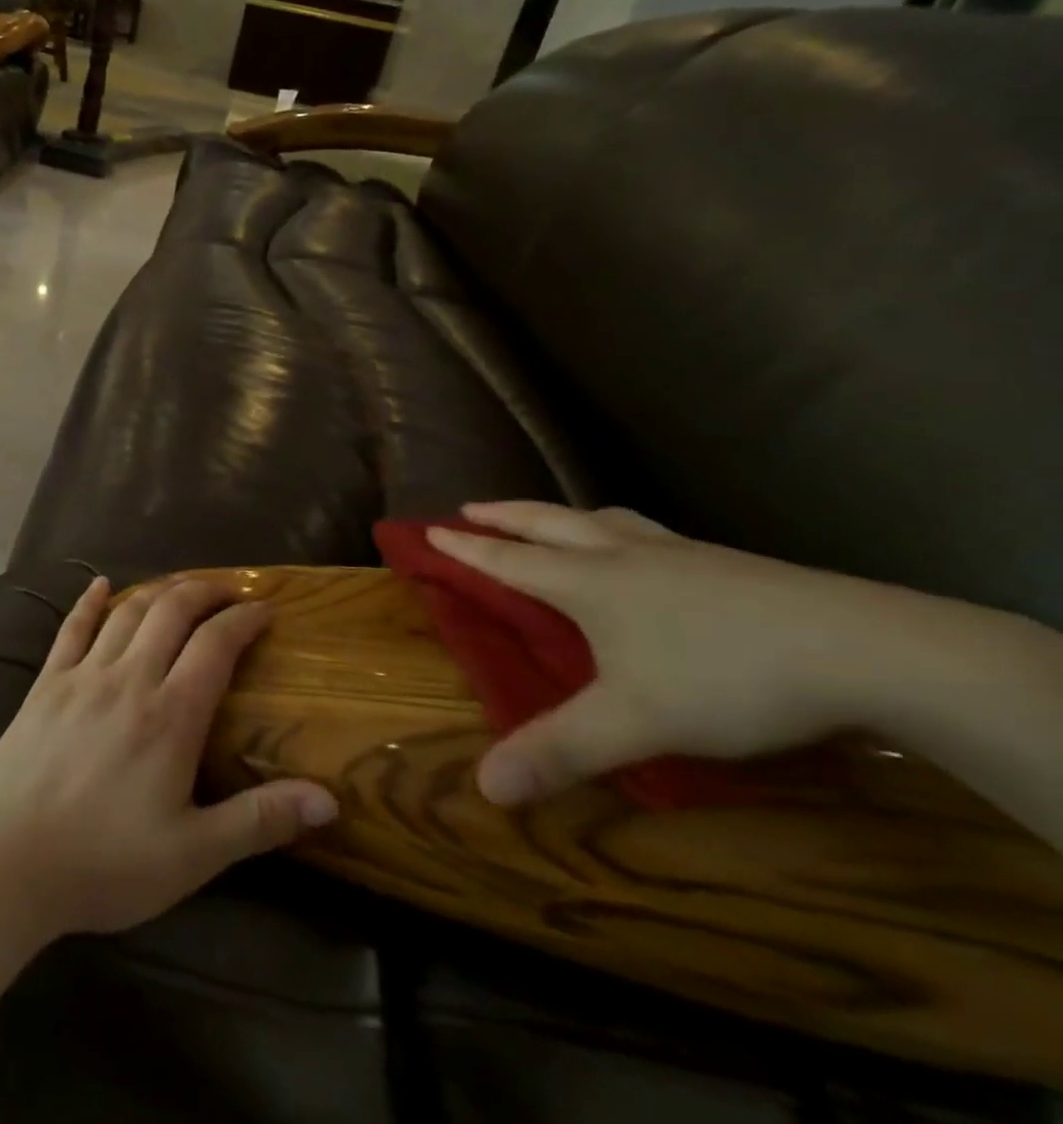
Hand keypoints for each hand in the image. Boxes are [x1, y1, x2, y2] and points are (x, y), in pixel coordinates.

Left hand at [0, 577, 338, 937]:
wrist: (11, 865)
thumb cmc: (108, 863)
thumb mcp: (195, 855)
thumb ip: (260, 820)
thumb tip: (329, 798)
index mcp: (171, 716)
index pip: (216, 644)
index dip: (244, 619)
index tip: (266, 609)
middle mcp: (129, 679)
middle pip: (172, 611)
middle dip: (205, 591)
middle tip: (229, 590)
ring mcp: (82, 676)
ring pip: (127, 612)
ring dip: (158, 590)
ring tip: (181, 587)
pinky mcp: (45, 684)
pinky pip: (71, 629)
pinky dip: (88, 602)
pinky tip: (99, 584)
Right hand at [428, 502, 972, 806]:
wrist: (862, 647)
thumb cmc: (725, 676)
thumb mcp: (635, 724)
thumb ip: (559, 750)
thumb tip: (484, 787)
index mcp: (588, 582)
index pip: (509, 560)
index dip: (467, 548)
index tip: (430, 529)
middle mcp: (623, 555)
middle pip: (548, 522)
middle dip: (505, 515)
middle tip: (472, 507)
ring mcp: (677, 553)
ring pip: (602, 519)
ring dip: (561, 514)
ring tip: (549, 517)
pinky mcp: (725, 562)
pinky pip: (647, 532)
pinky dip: (617, 528)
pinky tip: (642, 549)